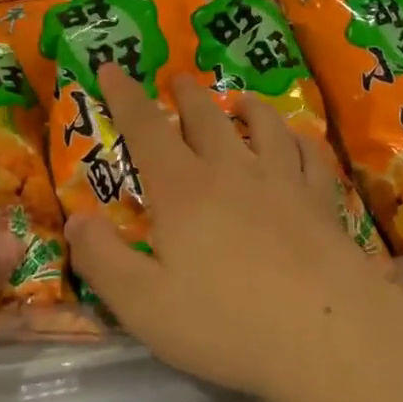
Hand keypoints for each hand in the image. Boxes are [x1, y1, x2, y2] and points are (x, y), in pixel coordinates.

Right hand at [67, 66, 402, 401]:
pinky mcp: (320, 199)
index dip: (124, 96)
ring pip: (263, 124)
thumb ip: (103, 260)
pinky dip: (297, 139)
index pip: (145, 127)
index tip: (111, 67)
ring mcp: (282, 179)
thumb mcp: (143, 304)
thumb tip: (76, 219)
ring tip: (240, 100)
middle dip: (186, 94)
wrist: (326, 334)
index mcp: (182, 188)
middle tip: (177, 80)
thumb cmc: (226, 323)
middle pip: (205, 117)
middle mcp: (231, 169)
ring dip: (247, 106)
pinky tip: (296, 141)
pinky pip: (308, 154)